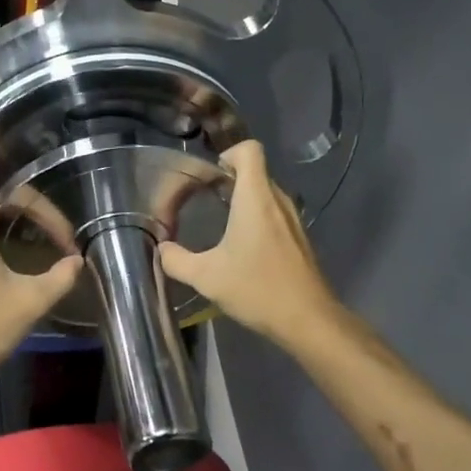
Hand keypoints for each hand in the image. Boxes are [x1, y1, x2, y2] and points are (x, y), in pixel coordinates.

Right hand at [158, 141, 339, 346]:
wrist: (308, 320)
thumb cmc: (257, 288)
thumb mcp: (207, 277)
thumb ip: (176, 260)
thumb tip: (162, 250)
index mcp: (256, 198)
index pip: (250, 150)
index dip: (228, 154)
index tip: (209, 176)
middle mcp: (277, 200)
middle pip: (255, 171)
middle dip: (228, 179)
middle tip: (203, 200)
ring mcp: (293, 219)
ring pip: (265, 194)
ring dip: (243, 200)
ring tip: (219, 222)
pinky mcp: (299, 238)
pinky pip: (274, 214)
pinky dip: (257, 219)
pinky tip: (242, 247)